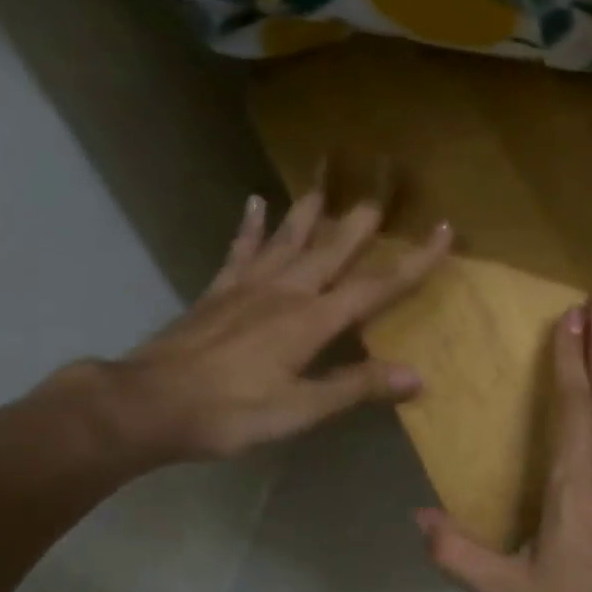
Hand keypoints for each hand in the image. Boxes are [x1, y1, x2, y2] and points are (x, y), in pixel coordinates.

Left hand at [98, 185, 449, 463]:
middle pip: (333, 249)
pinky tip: (256, 203)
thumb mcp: (300, 409)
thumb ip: (355, 387)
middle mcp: (285, 292)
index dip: (413, 261)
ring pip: (288, 239)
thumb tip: (417, 376)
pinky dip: (250, 227)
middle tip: (383, 185)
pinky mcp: (218, 292)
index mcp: (311, 320)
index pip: (375, 287)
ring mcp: (248, 287)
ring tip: (326, 180)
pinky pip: (240, 250)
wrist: (148, 404)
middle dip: (362, 220)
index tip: (444, 231)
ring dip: (310, 210)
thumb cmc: (230, 412)